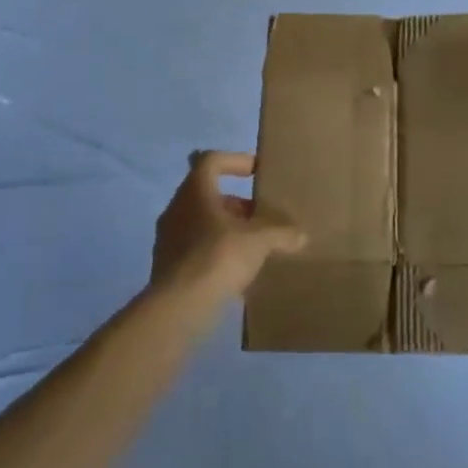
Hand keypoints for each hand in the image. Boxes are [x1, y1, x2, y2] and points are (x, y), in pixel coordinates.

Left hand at [152, 151, 305, 303]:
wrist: (178, 307)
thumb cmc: (218, 257)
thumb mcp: (258, 241)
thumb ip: (281, 233)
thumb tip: (301, 236)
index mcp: (195, 192)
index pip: (211, 160)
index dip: (235, 160)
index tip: (256, 172)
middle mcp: (177, 208)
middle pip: (208, 194)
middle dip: (237, 203)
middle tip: (261, 216)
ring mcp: (168, 238)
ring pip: (201, 222)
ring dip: (226, 228)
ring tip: (252, 245)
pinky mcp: (166, 265)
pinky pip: (195, 248)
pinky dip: (215, 251)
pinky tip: (236, 270)